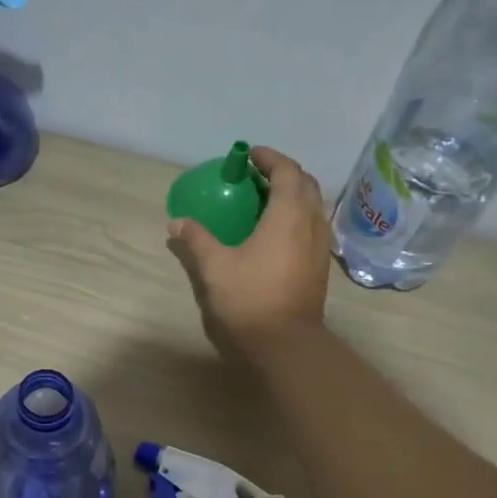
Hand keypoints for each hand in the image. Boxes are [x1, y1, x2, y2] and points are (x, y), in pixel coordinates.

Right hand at [167, 145, 330, 353]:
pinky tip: (276, 233)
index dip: (270, 158)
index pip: (287, 171)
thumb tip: (176, 222)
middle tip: (257, 177)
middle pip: (306, 184)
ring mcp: (320, 245)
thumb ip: (197, 240)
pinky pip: (312, 226)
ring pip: (312, 206)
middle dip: (284, 173)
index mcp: (288, 215)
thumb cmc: (250, 298)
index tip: (250, 155)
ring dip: (293, 196)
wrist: (285, 342)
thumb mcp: (215, 267)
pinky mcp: (320, 265)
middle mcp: (311, 223)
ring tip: (266, 202)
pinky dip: (297, 217)